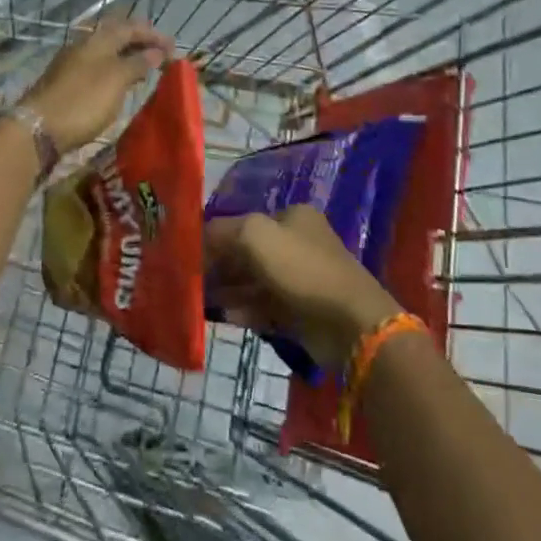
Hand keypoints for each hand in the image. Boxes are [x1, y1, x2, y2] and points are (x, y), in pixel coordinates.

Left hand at [19, 15, 173, 153]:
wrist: (38, 128)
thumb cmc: (83, 101)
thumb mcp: (116, 80)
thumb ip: (137, 63)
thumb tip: (154, 52)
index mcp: (97, 40)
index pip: (130, 27)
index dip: (152, 34)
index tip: (173, 46)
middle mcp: (83, 45)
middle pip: (114, 35)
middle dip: (138, 40)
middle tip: (158, 51)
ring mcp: (71, 64)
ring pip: (104, 51)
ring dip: (125, 55)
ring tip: (144, 67)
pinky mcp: (64, 82)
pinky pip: (96, 67)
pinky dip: (113, 69)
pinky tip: (119, 82)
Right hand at [205, 206, 401, 369]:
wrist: (350, 322)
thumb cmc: (302, 269)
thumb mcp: (255, 235)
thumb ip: (222, 231)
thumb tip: (197, 238)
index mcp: (292, 217)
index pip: (244, 221)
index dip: (216, 236)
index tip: (190, 254)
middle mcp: (296, 243)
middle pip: (247, 252)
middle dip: (220, 265)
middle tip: (191, 281)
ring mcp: (300, 279)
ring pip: (253, 282)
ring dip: (228, 290)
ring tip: (200, 300)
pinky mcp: (300, 312)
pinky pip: (263, 307)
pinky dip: (244, 310)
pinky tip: (224, 316)